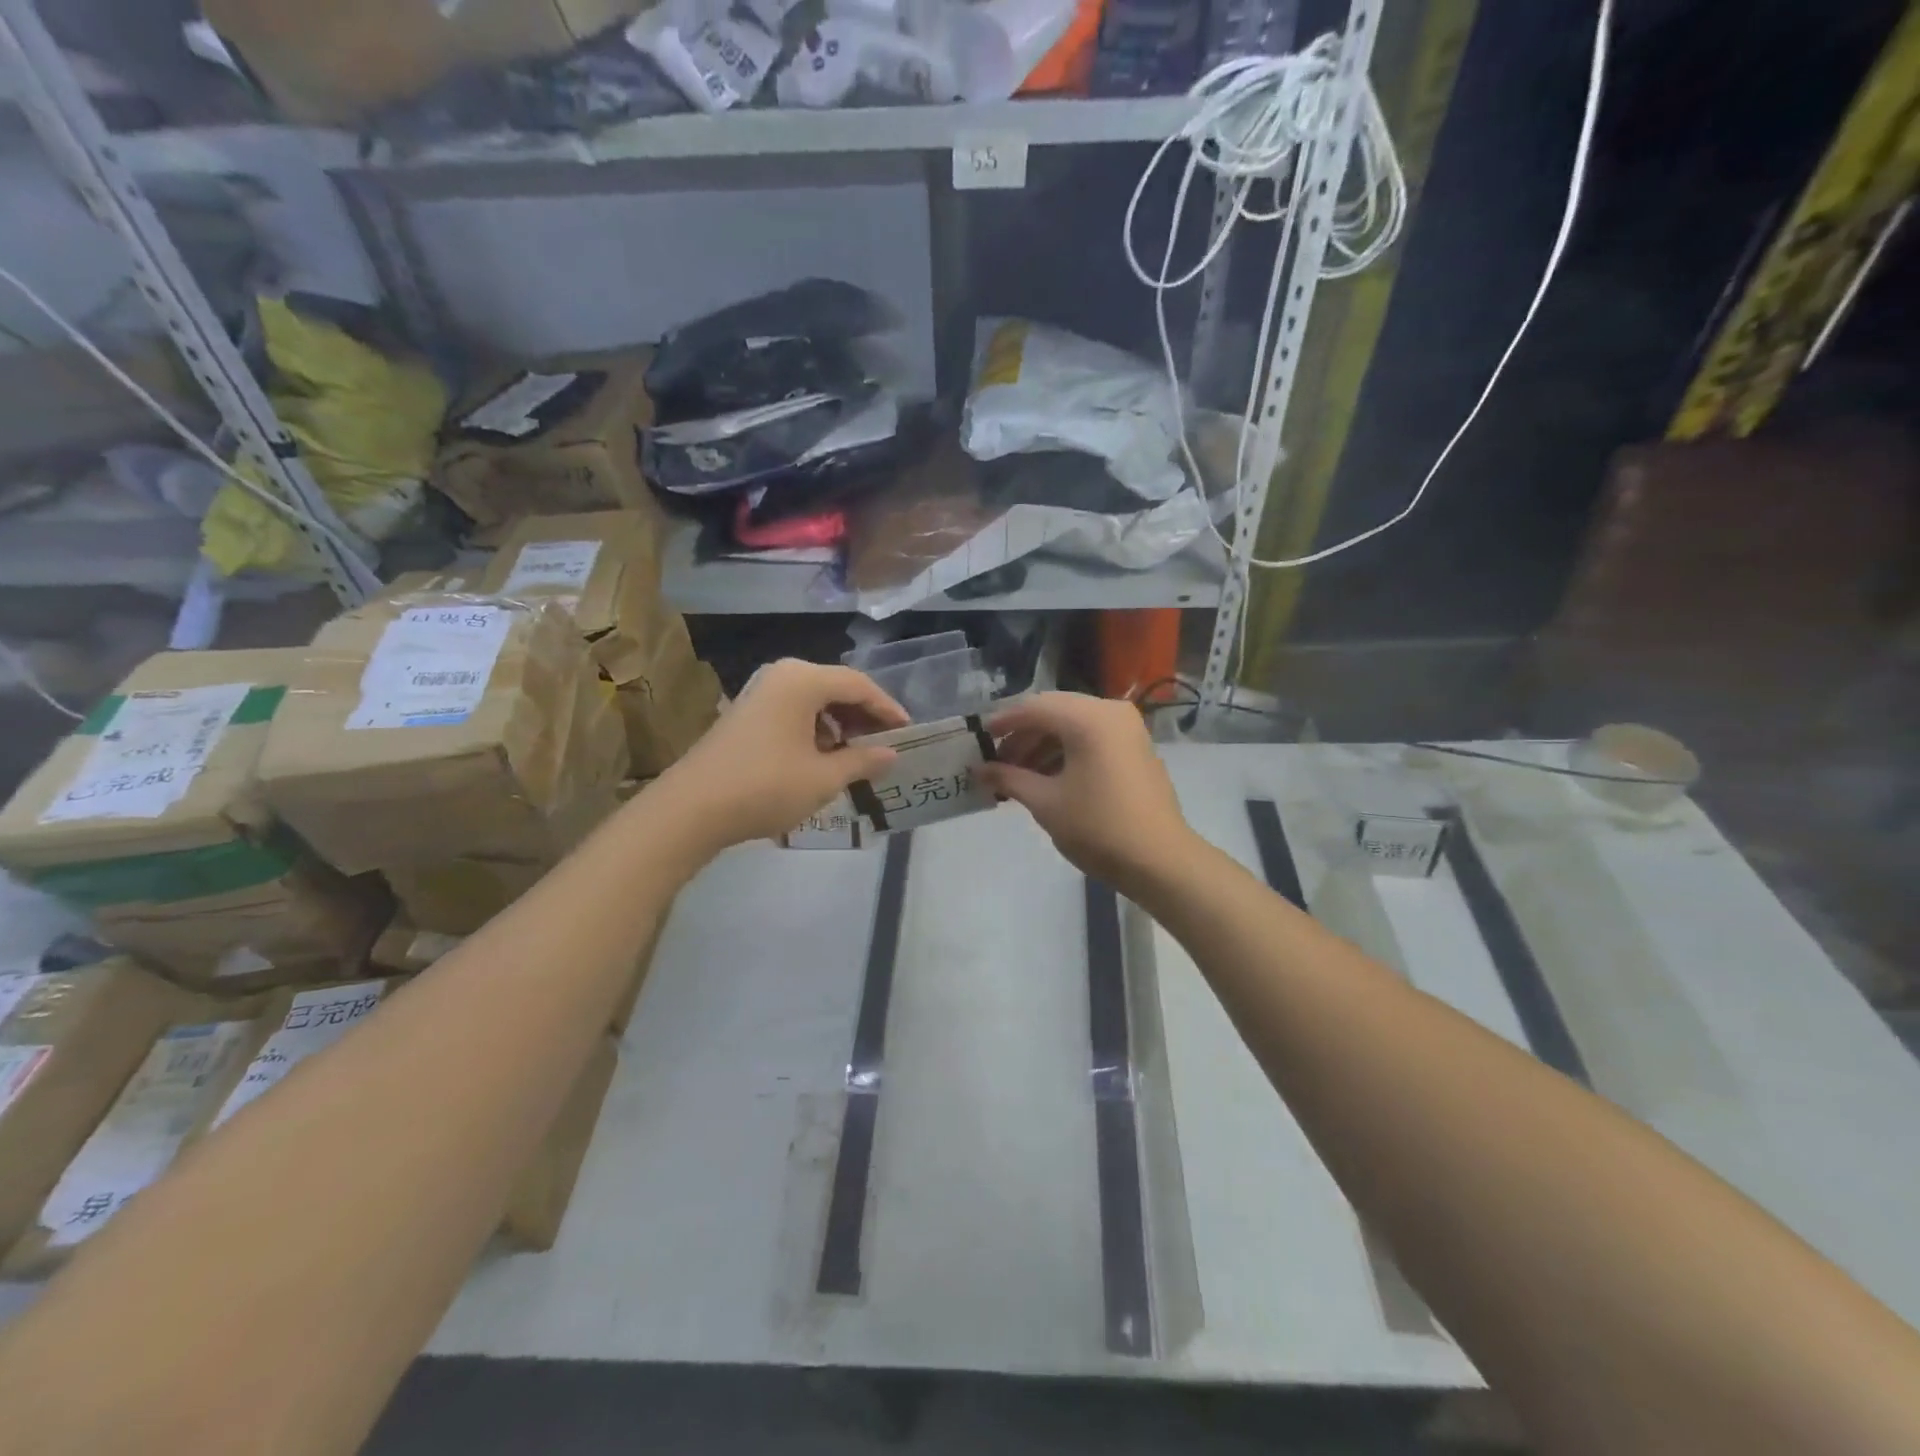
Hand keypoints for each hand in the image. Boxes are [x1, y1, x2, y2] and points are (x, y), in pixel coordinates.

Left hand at [656, 659, 907, 849]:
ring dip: (840, 724)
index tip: (907, 731)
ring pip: (814, 700)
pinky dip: (815, 729)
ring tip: (857, 755)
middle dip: (863, 716)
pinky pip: (794, 710)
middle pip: (836, 687)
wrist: (691, 809)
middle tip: (886, 744)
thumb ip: (862, 761)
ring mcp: (760, 692)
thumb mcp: (823, 778)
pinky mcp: (747, 712)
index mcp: (803, 680)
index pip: (859, 685)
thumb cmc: (766, 787)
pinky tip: (822, 758)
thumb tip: (891, 754)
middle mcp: (782, 675)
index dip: (887, 708)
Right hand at [982, 692, 1196, 897]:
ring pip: (1073, 724)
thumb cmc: (1098, 827)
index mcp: (1088, 718)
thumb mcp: (1045, 802)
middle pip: (1055, 711)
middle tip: (997, 761)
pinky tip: (1047, 777)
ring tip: (1018, 775)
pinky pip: (1092, 737)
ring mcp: (1127, 728)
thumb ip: (1009, 778)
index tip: (979, 738)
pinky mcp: (1135, 747)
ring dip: (1043, 744)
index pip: (1034, 707)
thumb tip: (978, 770)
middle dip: (1023, 734)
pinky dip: (1067, 751)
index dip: (1003, 722)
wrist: (1160, 860)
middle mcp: (1110, 712)